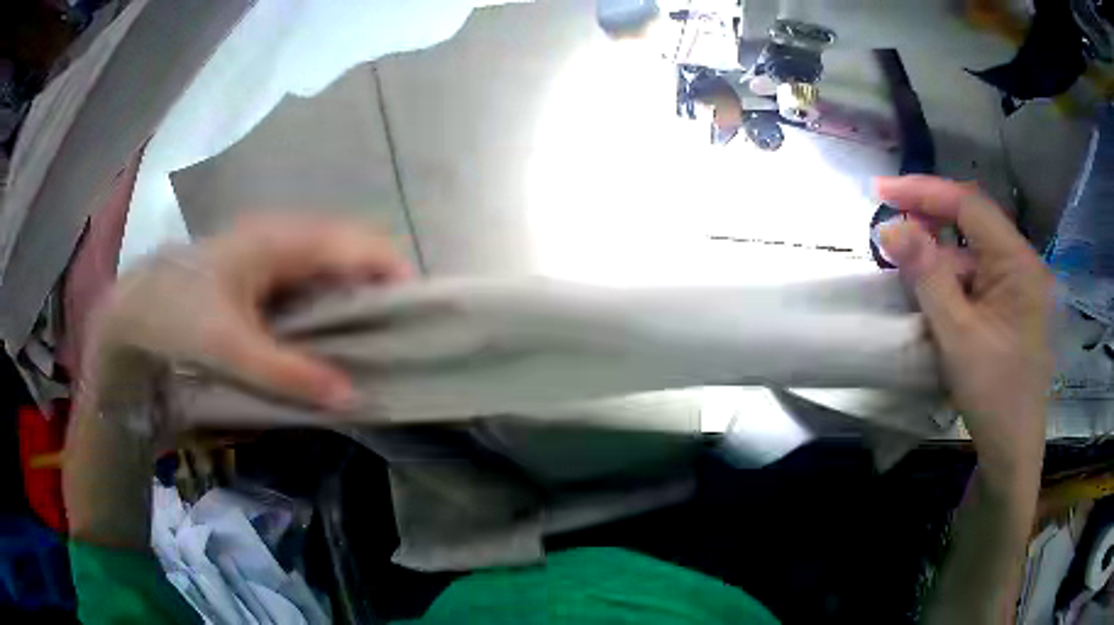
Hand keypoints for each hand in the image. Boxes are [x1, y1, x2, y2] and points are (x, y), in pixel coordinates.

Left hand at [87, 215, 411, 410]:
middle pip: (352, 248)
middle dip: (378, 288)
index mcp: (282, 239)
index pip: (360, 243)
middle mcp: (284, 232)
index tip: (414, 321)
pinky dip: (328, 299)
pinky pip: (310, 274)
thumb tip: (352, 396)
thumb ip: (289, 374)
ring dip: (353, 295)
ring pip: (331, 261)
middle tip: (392, 339)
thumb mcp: (231, 349)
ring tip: (366, 340)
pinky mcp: (261, 263)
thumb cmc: (179, 316)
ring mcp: (272, 245)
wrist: (134, 307)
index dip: (395, 275)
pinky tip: (325, 332)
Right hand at [877, 176, 1052, 489]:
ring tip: (908, 279)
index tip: (880, 191)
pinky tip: (934, 303)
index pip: (969, 205)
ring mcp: (1019, 286)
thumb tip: (890, 227)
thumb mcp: (957, 336)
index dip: (924, 191)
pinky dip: (952, 284)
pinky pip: (977, 280)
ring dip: (939, 261)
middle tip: (890, 234)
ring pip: (973, 255)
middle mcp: (1023, 264)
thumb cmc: (993, 395)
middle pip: (972, 225)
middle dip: (930, 224)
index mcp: (1019, 263)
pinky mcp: (1012, 307)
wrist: (1012, 452)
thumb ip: (927, 276)